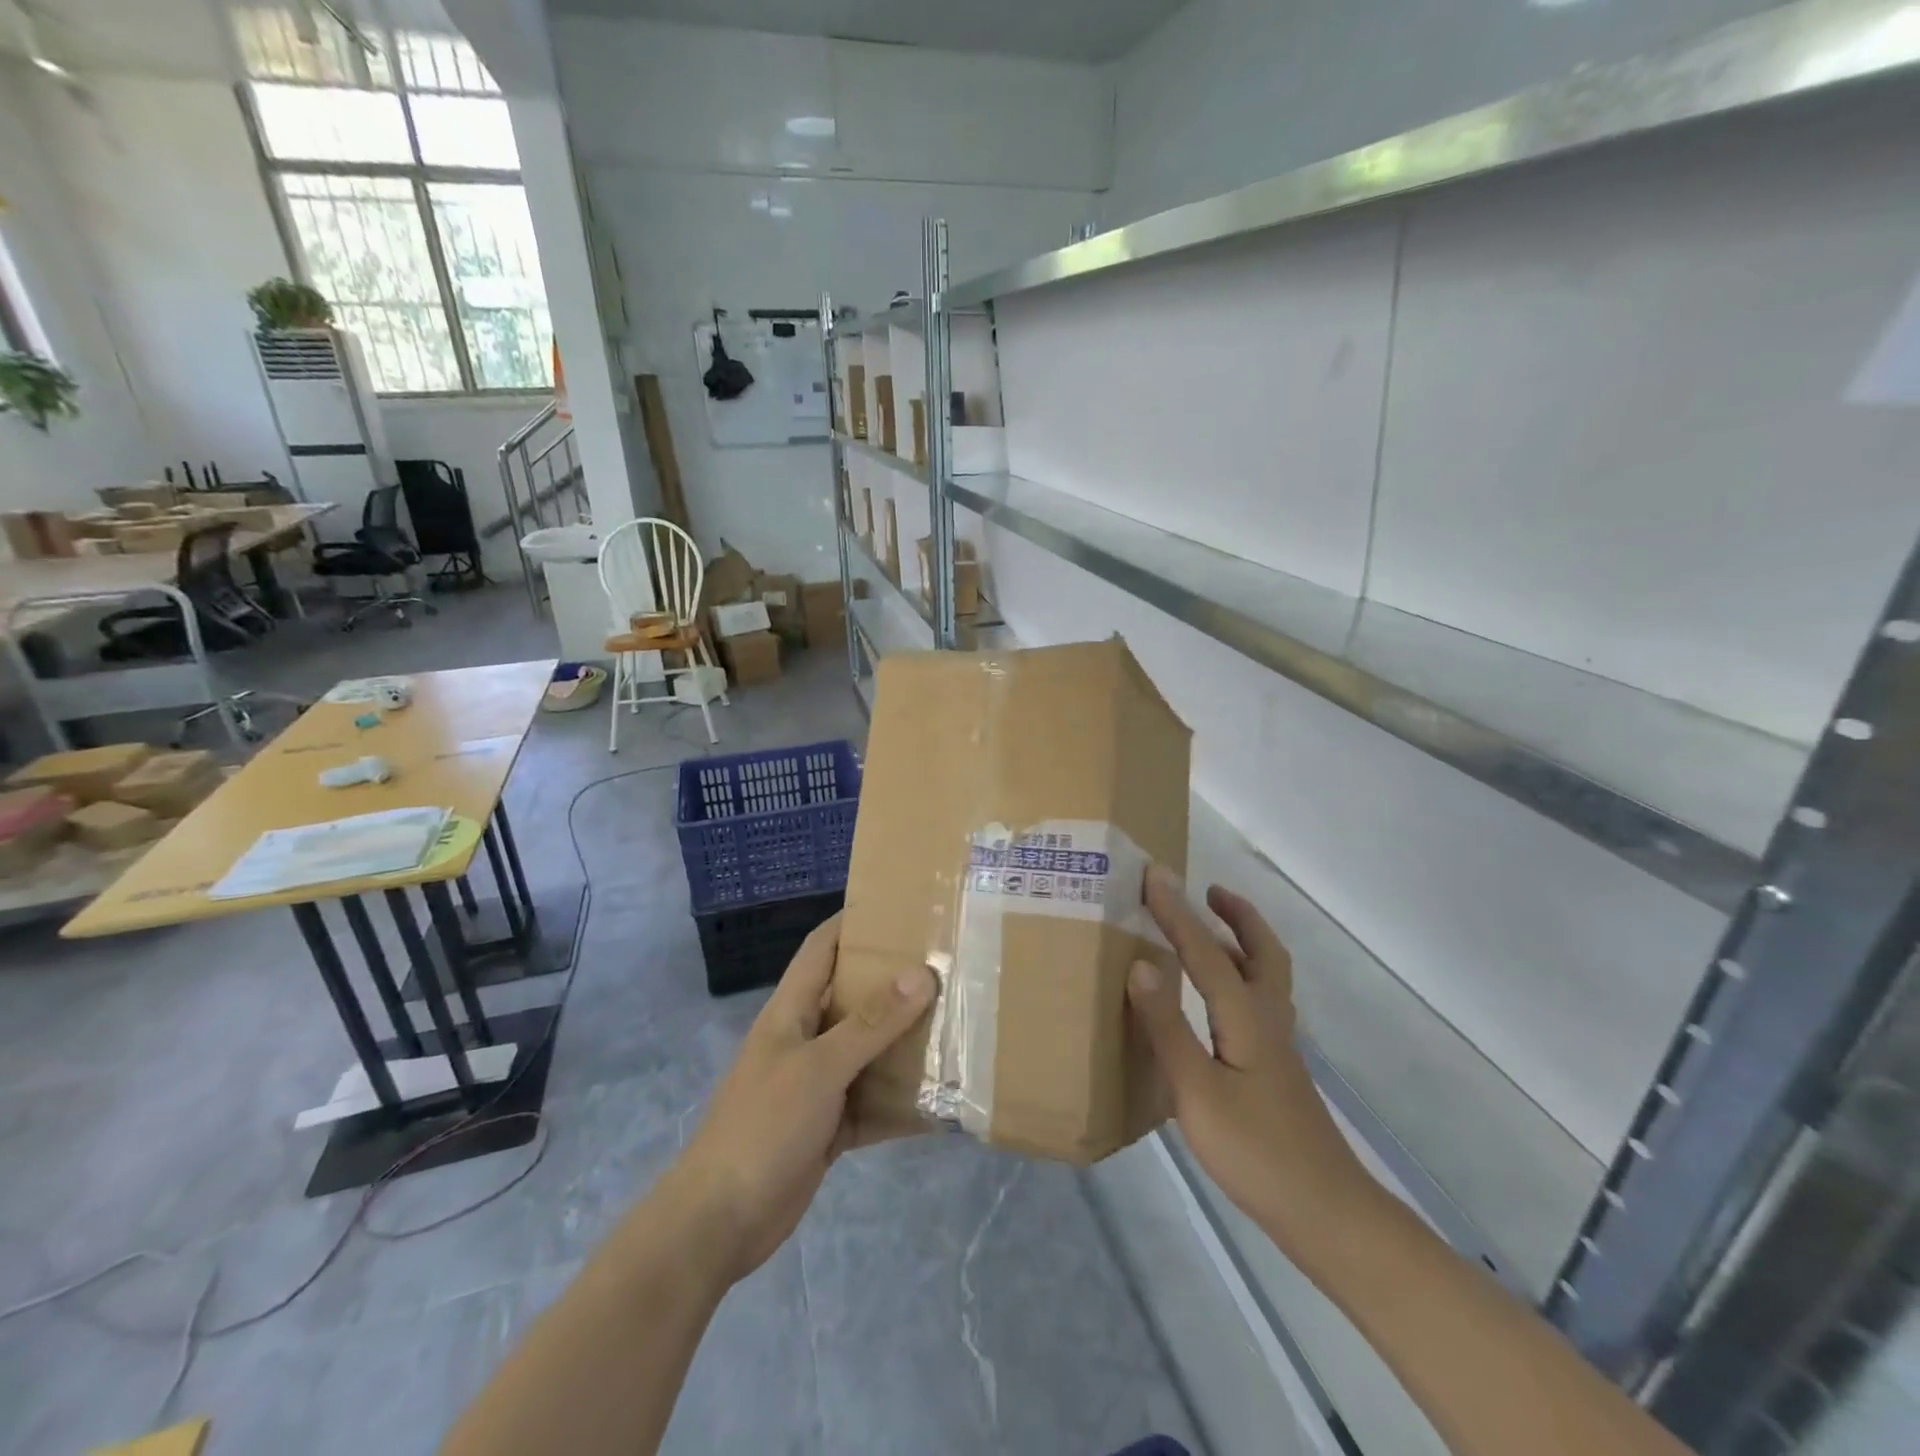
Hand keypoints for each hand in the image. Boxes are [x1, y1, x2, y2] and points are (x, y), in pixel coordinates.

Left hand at [668, 914, 935, 1284]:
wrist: (719, 1223)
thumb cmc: (763, 1126)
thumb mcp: (819, 1068)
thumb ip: (870, 1023)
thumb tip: (920, 974)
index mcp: (791, 1011)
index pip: (822, 948)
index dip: (854, 922)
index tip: (901, 907)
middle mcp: (806, 1039)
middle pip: (854, 997)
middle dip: (895, 982)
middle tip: (947, 966)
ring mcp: (817, 1084)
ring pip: (868, 1051)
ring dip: (905, 1043)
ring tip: (957, 1024)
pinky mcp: (828, 1125)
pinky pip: (872, 1102)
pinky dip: (901, 1102)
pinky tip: (942, 1102)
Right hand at [1127, 867, 1366, 1257]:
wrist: (1325, 1213)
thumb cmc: (1256, 1151)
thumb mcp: (1197, 1091)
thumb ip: (1168, 1026)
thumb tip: (1142, 962)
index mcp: (1246, 1016)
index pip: (1206, 950)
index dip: (1177, 911)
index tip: (1153, 874)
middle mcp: (1267, 1019)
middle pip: (1261, 951)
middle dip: (1236, 915)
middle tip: (1208, 890)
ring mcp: (1277, 1045)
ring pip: (1265, 975)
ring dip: (1242, 941)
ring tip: (1211, 928)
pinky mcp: (1276, 1067)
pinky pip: (1259, 1000)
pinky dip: (1242, 975)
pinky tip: (1218, 999)